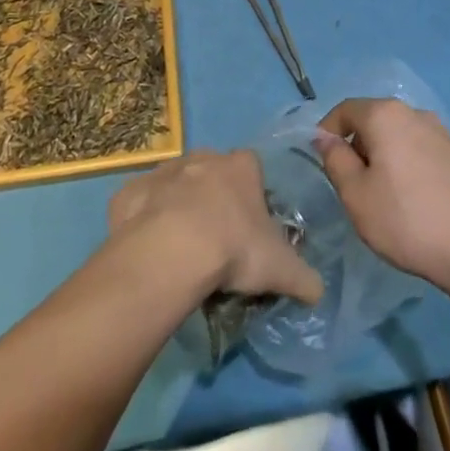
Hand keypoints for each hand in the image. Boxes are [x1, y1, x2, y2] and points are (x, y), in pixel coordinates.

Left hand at [108, 150, 322, 303]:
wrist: (171, 251)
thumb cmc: (234, 248)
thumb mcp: (281, 269)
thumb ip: (305, 278)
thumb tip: (318, 292)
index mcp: (241, 166)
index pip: (253, 169)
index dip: (253, 196)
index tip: (252, 227)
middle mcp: (203, 158)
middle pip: (213, 172)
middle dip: (215, 198)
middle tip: (218, 240)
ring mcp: (164, 171)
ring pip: (175, 184)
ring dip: (179, 206)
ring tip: (182, 249)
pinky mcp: (130, 191)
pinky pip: (141, 203)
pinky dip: (144, 220)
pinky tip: (150, 250)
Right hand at [316, 98, 449, 295]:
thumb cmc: (407, 220)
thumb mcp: (356, 195)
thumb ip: (335, 160)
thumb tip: (324, 138)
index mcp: (385, 115)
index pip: (345, 109)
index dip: (327, 131)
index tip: (322, 162)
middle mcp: (414, 113)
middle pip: (373, 119)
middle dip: (356, 145)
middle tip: (350, 185)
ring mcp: (441, 132)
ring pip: (397, 135)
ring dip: (382, 156)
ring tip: (381, 196)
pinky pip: (418, 149)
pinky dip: (405, 164)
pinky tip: (410, 199)